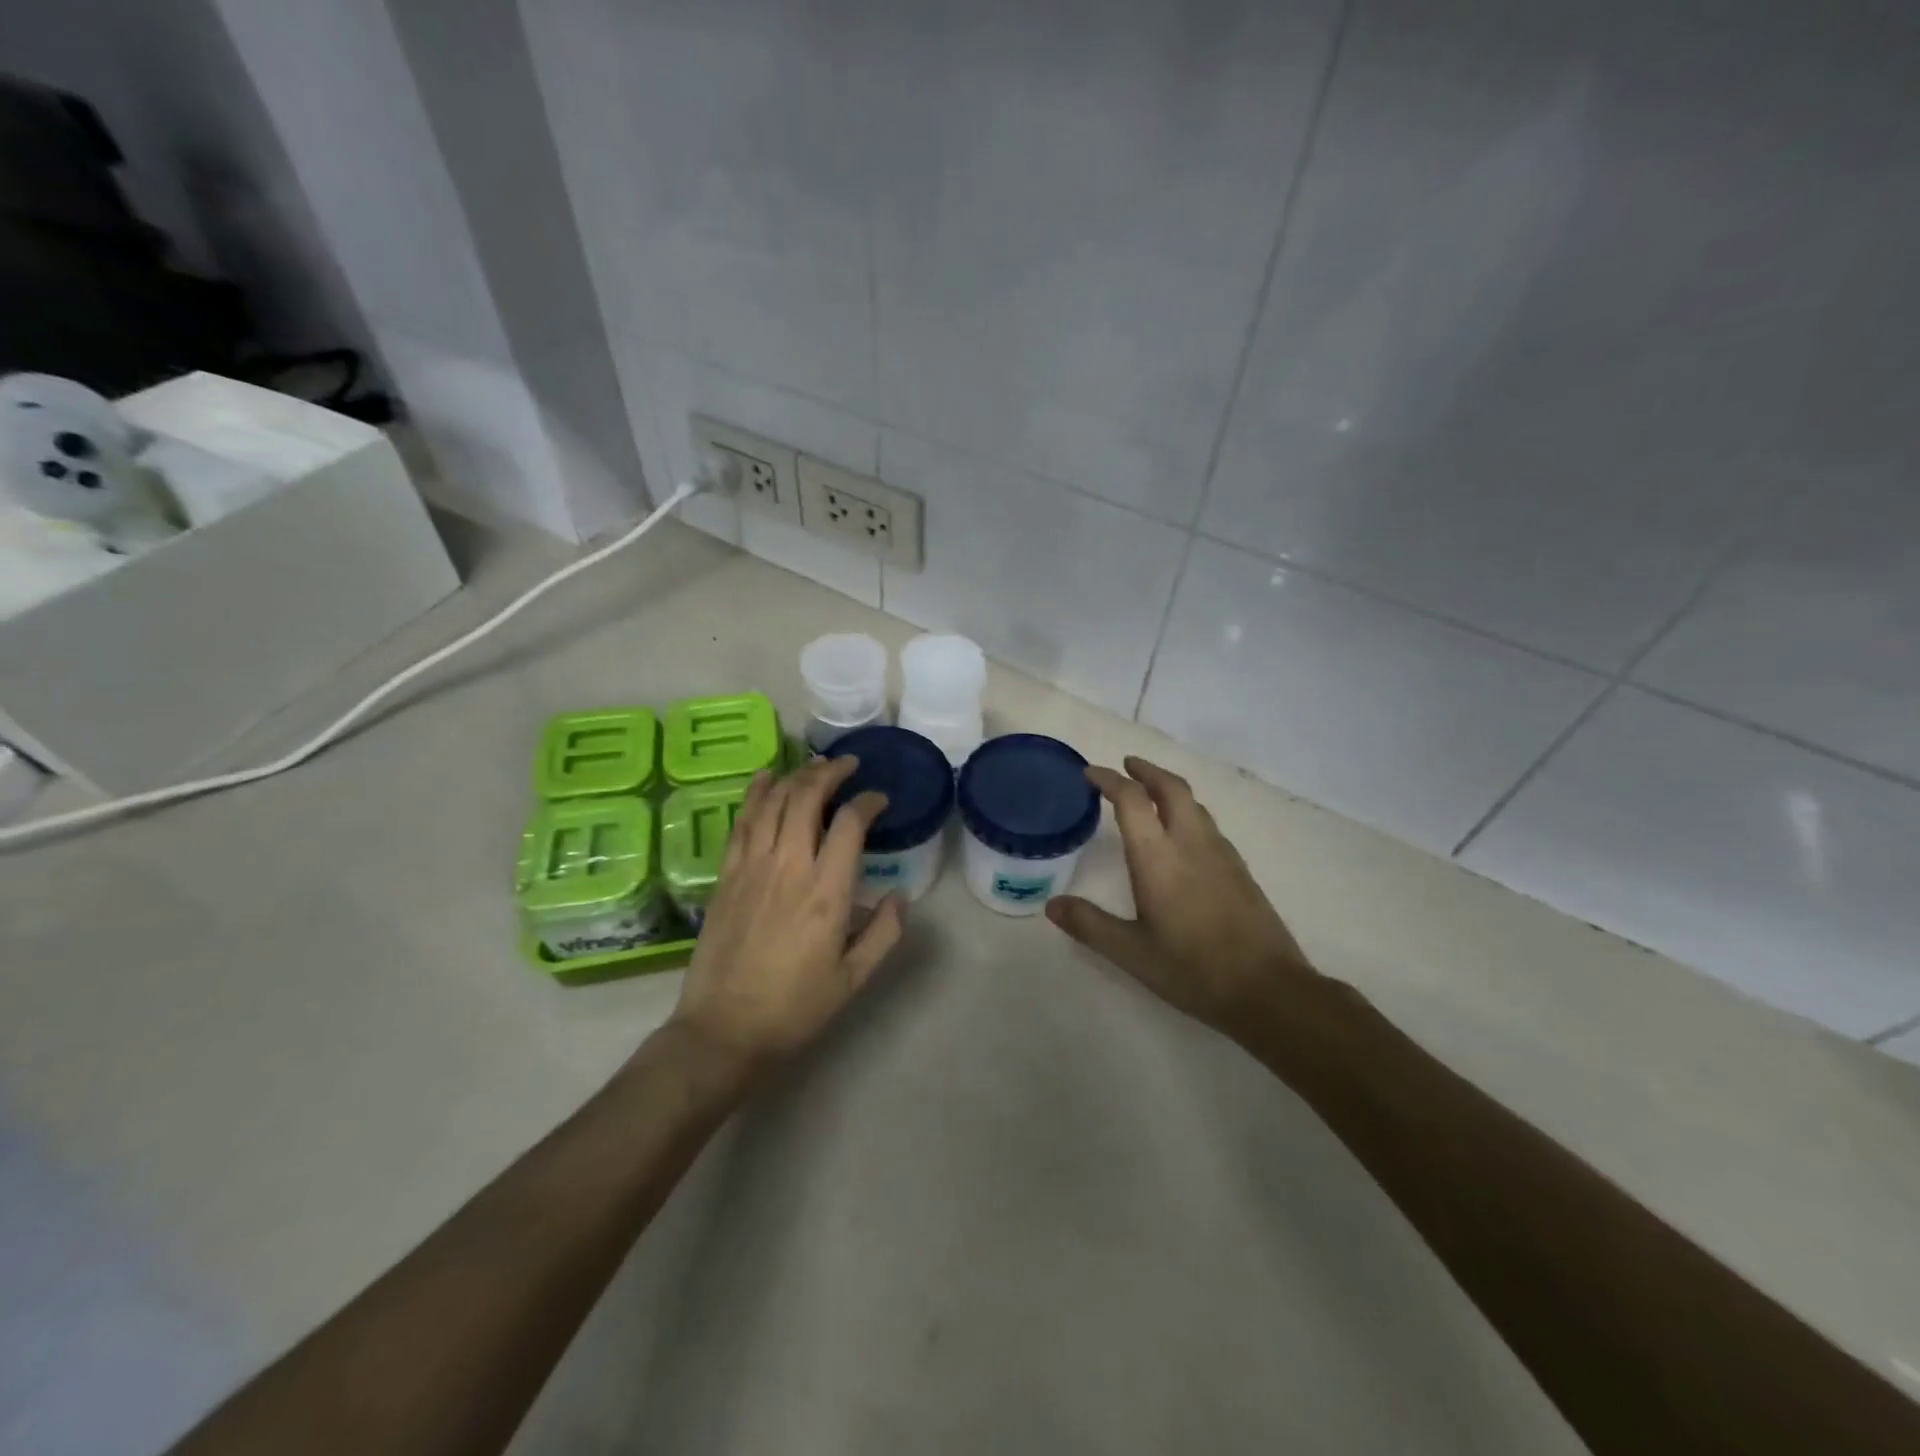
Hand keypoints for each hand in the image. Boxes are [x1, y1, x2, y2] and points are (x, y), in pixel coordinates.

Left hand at [668, 756, 902, 1074]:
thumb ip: (884, 933)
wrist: (724, 1030)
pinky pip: (742, 821)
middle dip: (831, 772)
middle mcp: (789, 867)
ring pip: (774, 802)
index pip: (850, 824)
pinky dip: (755, 793)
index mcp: (826, 892)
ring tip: (815, 765)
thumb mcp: (853, 979)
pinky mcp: (726, 875)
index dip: (868, 801)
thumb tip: (899, 896)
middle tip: (848, 765)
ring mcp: (752, 867)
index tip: (879, 799)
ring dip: (796, 776)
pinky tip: (765, 778)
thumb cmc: (795, 1008)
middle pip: (807, 798)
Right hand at [1046, 756, 1319, 1039]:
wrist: (1269, 990)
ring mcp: (1221, 853)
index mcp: (1159, 858)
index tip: (1090, 774)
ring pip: (1194, 804)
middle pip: (1171, 788)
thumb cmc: (1193, 969)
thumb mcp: (1131, 953)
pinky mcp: (1240, 869)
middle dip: (1146, 770)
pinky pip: (1208, 824)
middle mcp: (1191, 843)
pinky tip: (1182, 836)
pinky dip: (1187, 812)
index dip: (1109, 780)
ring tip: (1150, 795)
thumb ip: (1090, 925)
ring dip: (1169, 789)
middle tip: (1126, 765)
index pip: (1132, 800)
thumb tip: (1052, 905)